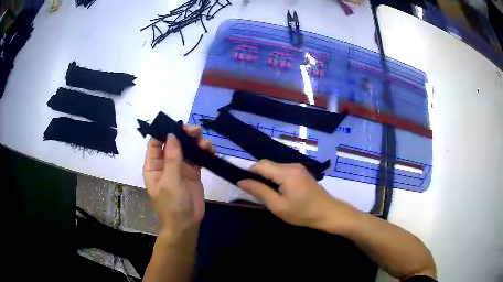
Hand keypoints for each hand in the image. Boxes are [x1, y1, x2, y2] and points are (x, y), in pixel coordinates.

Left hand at [143, 125, 213, 236]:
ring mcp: (180, 168)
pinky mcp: (193, 173)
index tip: (179, 126)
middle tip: (197, 131)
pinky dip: (204, 152)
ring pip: (187, 149)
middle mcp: (166, 164)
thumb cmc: (172, 205)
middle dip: (184, 135)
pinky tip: (211, 150)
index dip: (165, 132)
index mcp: (154, 166)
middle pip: (173, 143)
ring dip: (196, 142)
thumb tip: (173, 134)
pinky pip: (198, 158)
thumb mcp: (170, 181)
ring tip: (207, 143)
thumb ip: (172, 158)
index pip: (156, 143)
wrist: (186, 224)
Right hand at [237, 160, 357, 231]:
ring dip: (267, 176)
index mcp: (286, 173)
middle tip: (256, 192)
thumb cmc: (302, 213)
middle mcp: (292, 165)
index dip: (249, 172)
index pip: (260, 165)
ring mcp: (298, 167)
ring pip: (275, 167)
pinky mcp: (301, 171)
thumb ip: (259, 191)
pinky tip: (279, 190)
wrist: (328, 213)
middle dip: (258, 175)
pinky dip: (276, 177)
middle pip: (267, 164)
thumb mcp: (277, 206)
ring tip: (267, 193)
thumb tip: (241, 181)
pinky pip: (283, 170)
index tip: (244, 185)